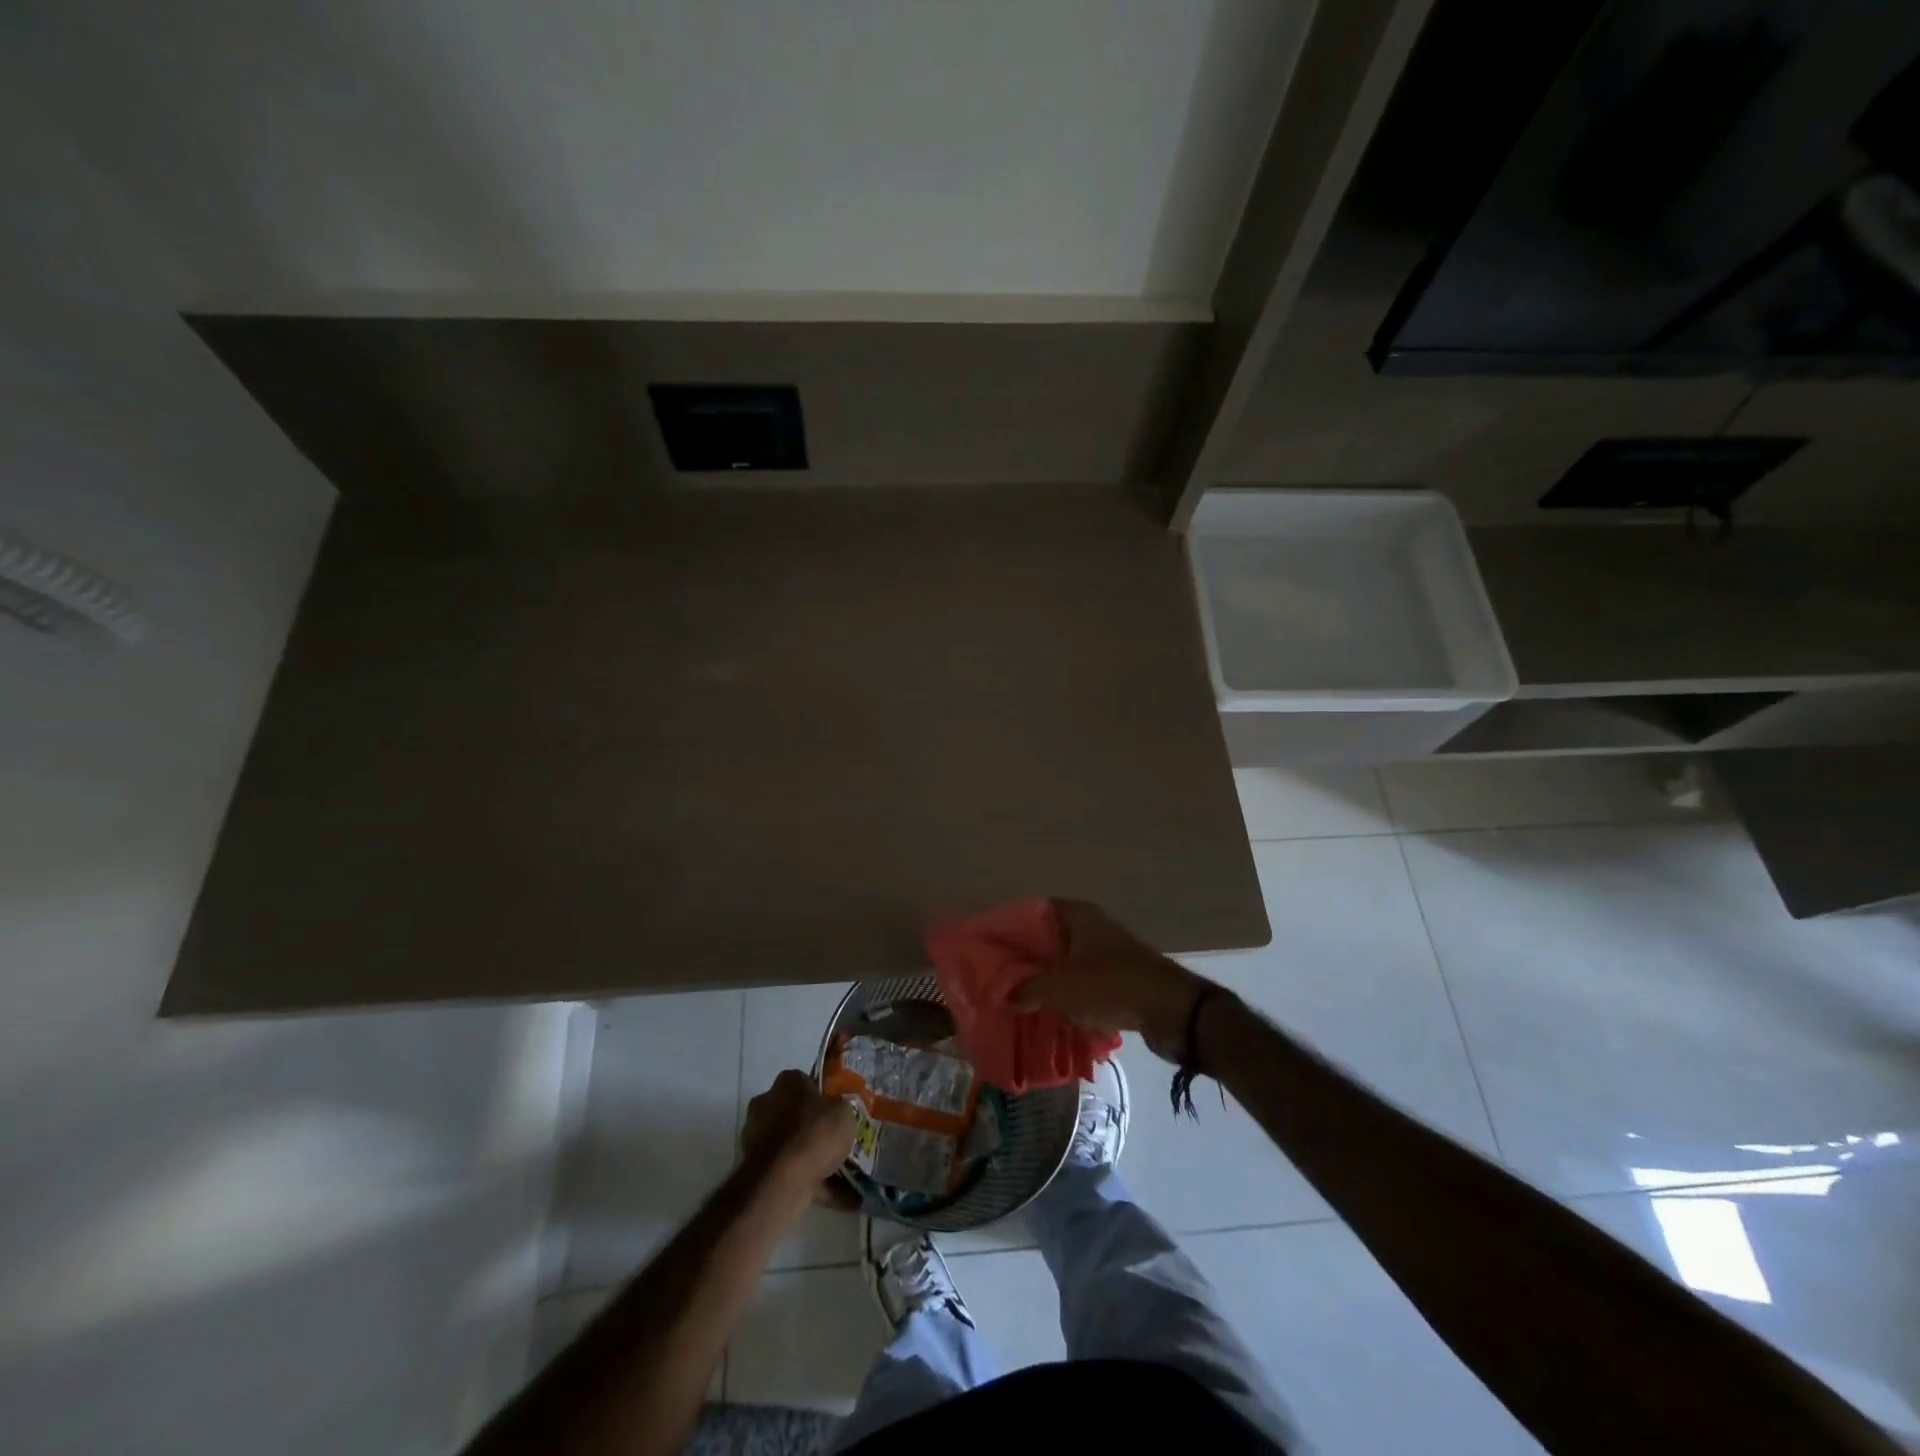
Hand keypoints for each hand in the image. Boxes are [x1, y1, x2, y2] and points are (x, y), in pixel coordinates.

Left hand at [740, 1070, 859, 1211]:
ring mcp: (757, 1139)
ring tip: (843, 1175)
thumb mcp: (844, 1112)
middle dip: (814, 1128)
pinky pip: (790, 1173)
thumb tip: (839, 1112)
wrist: (781, 1181)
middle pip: (795, 1114)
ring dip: (812, 1158)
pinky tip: (839, 1198)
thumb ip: (841, 1109)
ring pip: (792, 1146)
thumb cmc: (814, 1133)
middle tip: (838, 1142)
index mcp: (786, 1082)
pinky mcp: (756, 1170)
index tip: (838, 1111)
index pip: (805, 1082)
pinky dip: (812, 1184)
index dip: (823, 1096)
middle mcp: (766, 1104)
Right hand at [1011, 899, 1209, 1063]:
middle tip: (1002, 975)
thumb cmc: (1111, 985)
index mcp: (1079, 916)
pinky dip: (1070, 994)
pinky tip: (1052, 1012)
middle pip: (1052, 937)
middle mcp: (1094, 928)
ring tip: (1021, 997)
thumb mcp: (1062, 988)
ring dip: (1049, 978)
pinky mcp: (1120, 979)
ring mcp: (1109, 953)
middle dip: (1029, 957)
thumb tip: (1007, 996)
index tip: (995, 943)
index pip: (1038, 909)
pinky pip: (1085, 982)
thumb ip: (1029, 990)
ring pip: (1069, 962)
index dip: (1016, 924)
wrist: (1171, 1010)